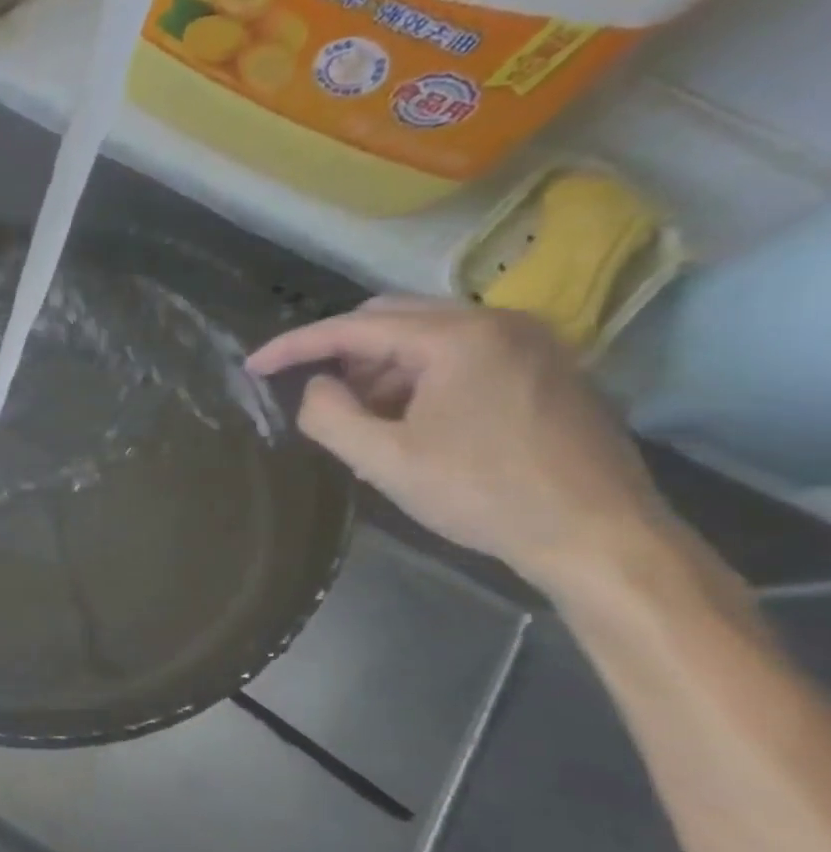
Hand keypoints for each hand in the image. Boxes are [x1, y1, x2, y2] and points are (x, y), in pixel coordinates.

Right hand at [249, 298, 669, 592]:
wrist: (598, 533)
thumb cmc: (482, 493)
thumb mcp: (384, 460)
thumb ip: (330, 415)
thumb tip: (315, 387)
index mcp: (458, 337)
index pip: (354, 327)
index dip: (295, 346)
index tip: (254, 366)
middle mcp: (498, 323)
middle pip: (393, 318)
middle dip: (342, 353)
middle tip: (315, 395)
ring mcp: (530, 343)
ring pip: (428, 337)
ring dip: (381, 369)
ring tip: (364, 418)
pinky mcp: (545, 369)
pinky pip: (462, 354)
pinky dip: (420, 377)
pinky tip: (412, 421)